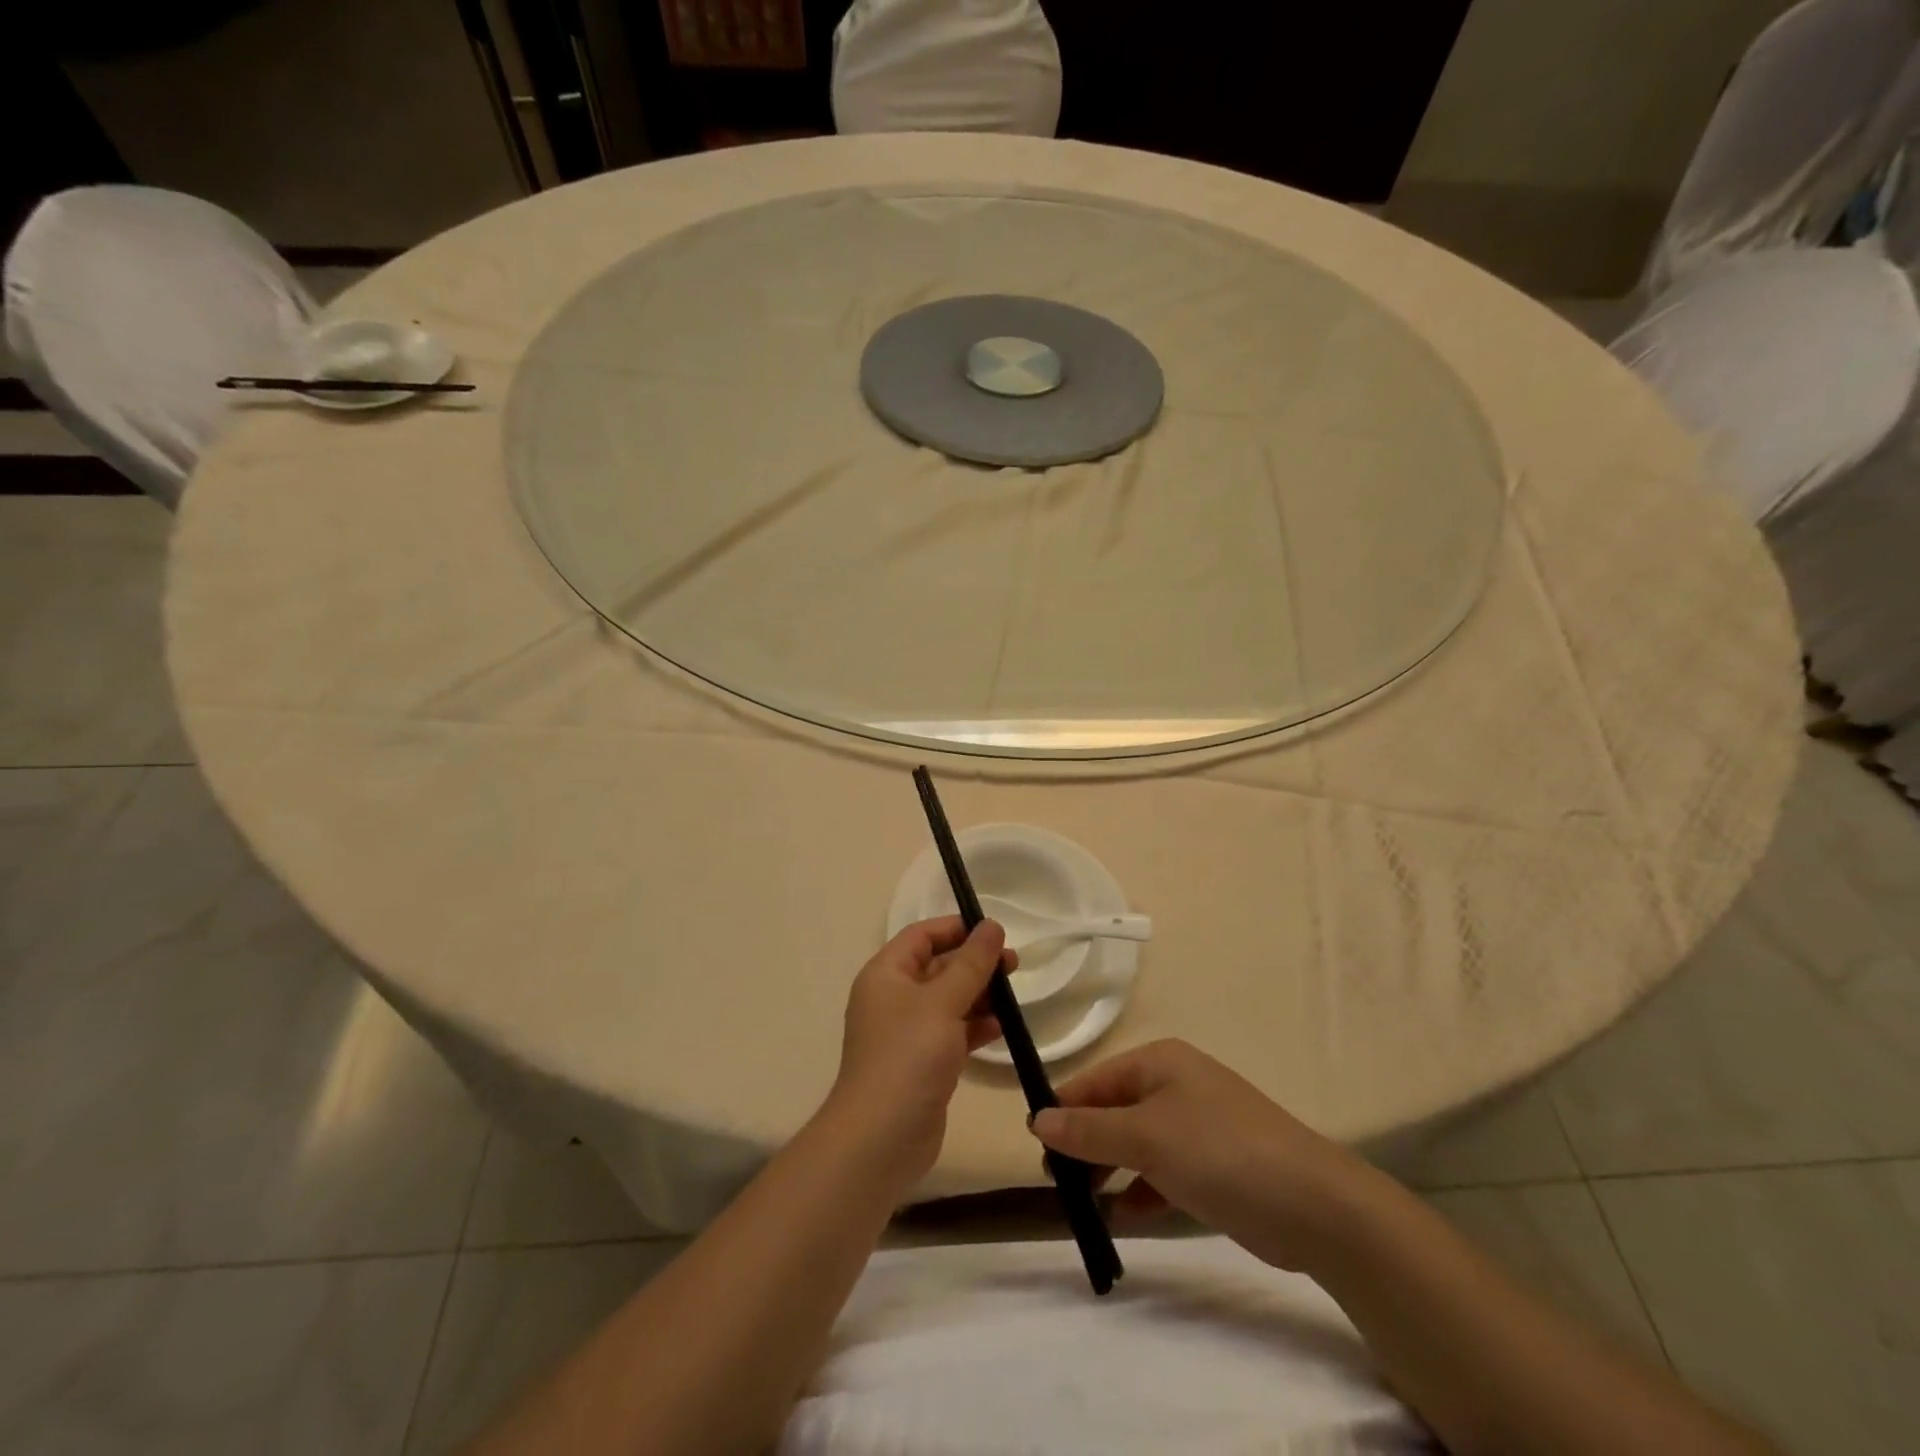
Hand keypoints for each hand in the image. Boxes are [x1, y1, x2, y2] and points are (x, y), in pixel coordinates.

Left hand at [825, 917, 1010, 1195]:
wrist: (881, 1138)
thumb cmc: (908, 1056)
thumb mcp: (943, 1002)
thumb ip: (971, 963)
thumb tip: (992, 926)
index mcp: (886, 974)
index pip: (922, 935)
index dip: (957, 929)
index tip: (995, 933)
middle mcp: (893, 997)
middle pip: (938, 966)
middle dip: (975, 963)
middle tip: (1014, 965)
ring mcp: (907, 1032)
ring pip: (948, 1000)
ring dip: (979, 994)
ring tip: (1013, 995)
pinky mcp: (922, 1062)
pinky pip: (952, 1031)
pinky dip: (975, 1026)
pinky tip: (1001, 1026)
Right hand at [1030, 1039, 1378, 1272]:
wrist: (1313, 1204)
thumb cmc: (1219, 1151)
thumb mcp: (1145, 1138)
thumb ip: (1088, 1131)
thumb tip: (1037, 1120)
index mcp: (1159, 1062)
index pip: (1095, 1080)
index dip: (1064, 1110)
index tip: (1036, 1149)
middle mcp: (1176, 1085)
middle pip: (1114, 1110)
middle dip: (1085, 1144)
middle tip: (1058, 1183)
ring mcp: (1197, 1125)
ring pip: (1137, 1143)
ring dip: (1109, 1170)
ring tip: (1083, 1204)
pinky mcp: (1214, 1165)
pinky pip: (1162, 1171)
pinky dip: (1140, 1189)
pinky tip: (1121, 1216)